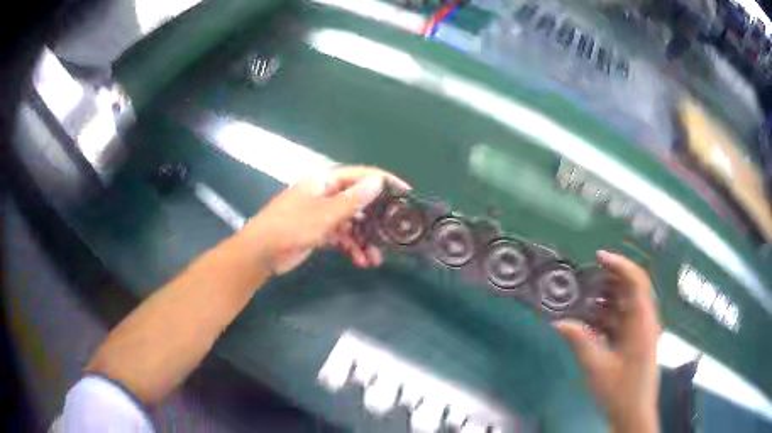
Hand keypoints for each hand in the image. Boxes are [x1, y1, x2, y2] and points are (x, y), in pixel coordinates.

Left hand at [241, 166, 409, 274]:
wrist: (261, 253)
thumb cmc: (291, 226)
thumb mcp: (325, 214)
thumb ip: (353, 199)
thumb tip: (378, 181)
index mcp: (325, 181)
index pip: (361, 176)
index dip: (384, 182)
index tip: (406, 193)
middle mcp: (326, 194)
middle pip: (359, 202)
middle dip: (376, 220)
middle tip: (395, 233)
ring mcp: (322, 214)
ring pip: (352, 223)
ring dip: (365, 240)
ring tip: (376, 259)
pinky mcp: (319, 232)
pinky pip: (342, 237)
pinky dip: (351, 247)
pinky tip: (360, 261)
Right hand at [554, 251, 660, 432]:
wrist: (633, 413)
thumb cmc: (619, 391)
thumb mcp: (596, 368)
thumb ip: (580, 342)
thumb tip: (559, 323)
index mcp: (642, 322)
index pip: (636, 281)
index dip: (619, 264)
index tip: (599, 257)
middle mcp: (645, 321)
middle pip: (631, 289)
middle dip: (610, 279)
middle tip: (586, 277)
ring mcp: (641, 331)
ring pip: (626, 304)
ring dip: (607, 298)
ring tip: (585, 298)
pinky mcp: (636, 340)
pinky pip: (623, 319)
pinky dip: (608, 316)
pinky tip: (591, 321)